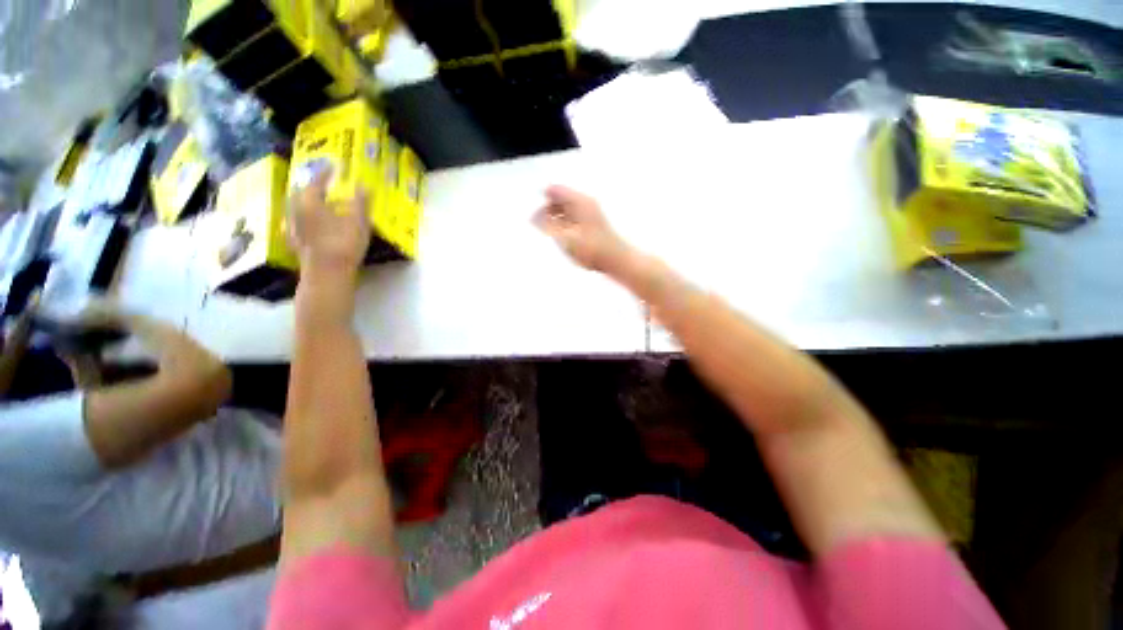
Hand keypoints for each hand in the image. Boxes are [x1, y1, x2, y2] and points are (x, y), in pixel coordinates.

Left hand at [287, 167, 370, 274]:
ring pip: (297, 208)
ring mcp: (293, 227)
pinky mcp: (295, 242)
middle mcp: (297, 211)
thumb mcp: (358, 222)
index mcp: (310, 202)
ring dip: (308, 203)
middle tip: (324, 186)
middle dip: (313, 188)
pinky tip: (311, 225)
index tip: (333, 167)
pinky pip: (297, 223)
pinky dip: (305, 220)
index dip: (326, 173)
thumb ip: (360, 202)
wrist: (327, 273)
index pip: (317, 182)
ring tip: (319, 204)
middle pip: (302, 194)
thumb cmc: (344, 244)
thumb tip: (363, 185)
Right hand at [533, 185, 632, 273]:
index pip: (554, 190)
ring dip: (556, 219)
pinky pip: (573, 217)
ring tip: (554, 237)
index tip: (536, 220)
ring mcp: (590, 212)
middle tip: (543, 230)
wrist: (616, 260)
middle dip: (548, 211)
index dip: (542, 202)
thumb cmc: (591, 249)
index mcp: (578, 201)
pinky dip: (565, 225)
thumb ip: (547, 225)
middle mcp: (585, 202)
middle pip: (560, 198)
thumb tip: (533, 216)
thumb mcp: (565, 238)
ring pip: (566, 209)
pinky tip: (565, 240)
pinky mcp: (593, 223)